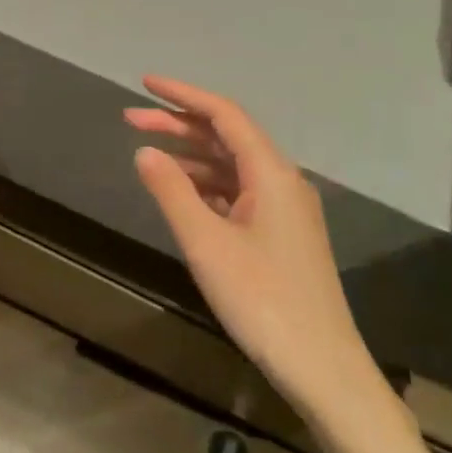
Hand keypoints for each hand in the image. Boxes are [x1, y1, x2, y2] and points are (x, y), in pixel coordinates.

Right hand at [125, 76, 388, 427]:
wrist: (322, 368)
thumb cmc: (262, 300)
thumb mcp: (206, 244)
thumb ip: (171, 191)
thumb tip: (144, 151)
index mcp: (271, 173)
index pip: (224, 115)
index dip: (183, 95)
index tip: (144, 84)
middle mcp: (282, 181)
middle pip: (226, 137)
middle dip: (178, 124)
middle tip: (130, 120)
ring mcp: (285, 209)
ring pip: (231, 165)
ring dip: (190, 155)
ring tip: (146, 152)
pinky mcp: (281, 234)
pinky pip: (238, 192)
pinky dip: (205, 184)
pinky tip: (180, 192)